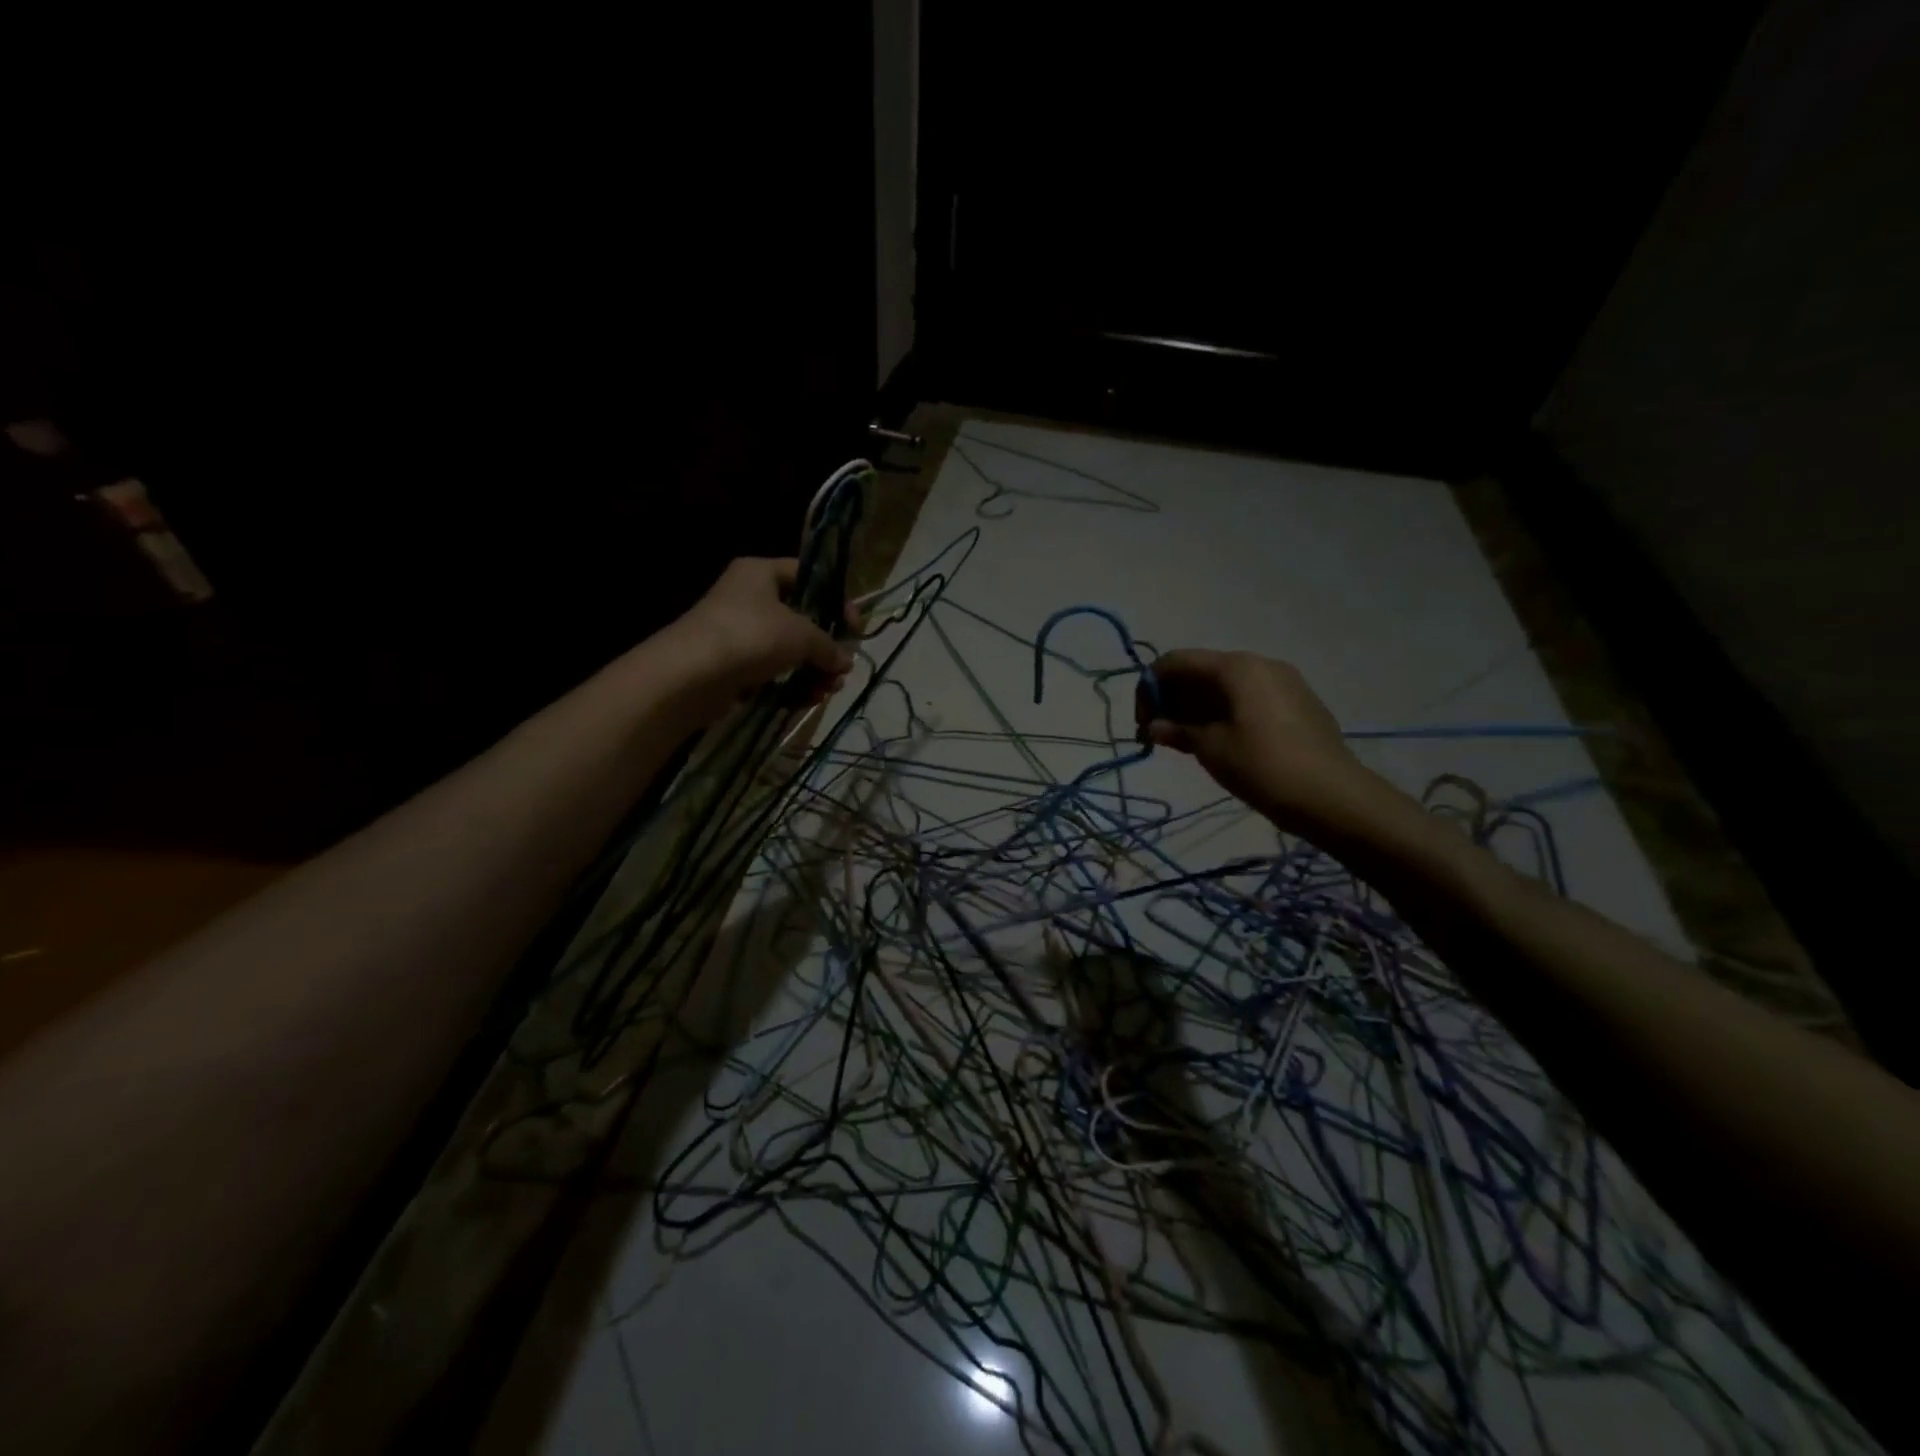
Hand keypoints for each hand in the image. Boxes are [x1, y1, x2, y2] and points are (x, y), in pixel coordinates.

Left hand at [661, 557, 854, 721]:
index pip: (808, 576)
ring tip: (830, 689)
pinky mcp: (734, 666)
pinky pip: (773, 671)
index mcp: (761, 573)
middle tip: (843, 666)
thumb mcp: (801, 634)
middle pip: (801, 618)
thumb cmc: (750, 636)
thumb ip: (829, 645)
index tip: (855, 628)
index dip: (836, 600)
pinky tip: (810, 699)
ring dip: (814, 670)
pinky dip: (793, 683)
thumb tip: (846, 660)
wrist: (690, 675)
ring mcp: (739, 633)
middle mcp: (749, 598)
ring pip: (789, 649)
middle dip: (826, 645)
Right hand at [1137, 649, 1402, 838]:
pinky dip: (1225, 713)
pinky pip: (1249, 699)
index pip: (1176, 662)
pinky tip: (1222, 743)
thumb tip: (1154, 727)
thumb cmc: (1262, 766)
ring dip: (1198, 709)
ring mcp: (1284, 683)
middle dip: (1174, 700)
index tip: (1143, 725)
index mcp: (1236, 667)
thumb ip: (1177, 731)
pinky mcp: (1299, 704)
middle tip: (1160, 737)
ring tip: (1187, 744)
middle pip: (1201, 671)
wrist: (1333, 797)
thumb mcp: (1210, 749)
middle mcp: (1260, 664)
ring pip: (1226, 686)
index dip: (1150, 689)